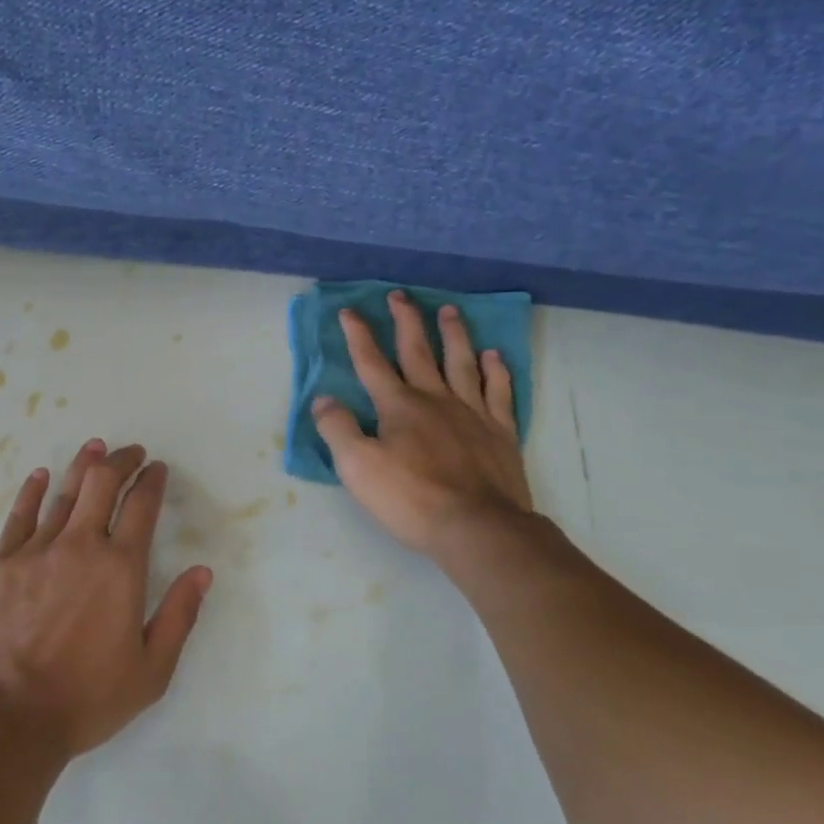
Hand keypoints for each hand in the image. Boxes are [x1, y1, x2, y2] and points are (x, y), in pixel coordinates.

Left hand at [0, 438, 213, 761]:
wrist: (6, 719)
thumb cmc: (85, 700)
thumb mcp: (151, 671)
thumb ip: (179, 616)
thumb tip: (202, 572)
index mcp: (120, 568)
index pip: (142, 506)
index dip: (152, 481)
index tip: (157, 469)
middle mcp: (81, 545)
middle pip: (102, 483)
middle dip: (121, 461)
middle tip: (130, 453)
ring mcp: (36, 550)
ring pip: (64, 492)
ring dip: (83, 465)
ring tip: (95, 448)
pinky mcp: (0, 562)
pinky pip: (20, 515)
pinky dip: (33, 490)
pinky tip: (40, 476)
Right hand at [313, 291, 533, 557]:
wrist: (478, 528)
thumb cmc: (412, 499)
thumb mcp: (358, 468)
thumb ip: (338, 429)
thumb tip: (323, 399)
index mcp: (398, 406)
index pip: (372, 362)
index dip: (358, 335)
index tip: (349, 310)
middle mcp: (435, 399)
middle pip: (418, 351)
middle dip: (406, 321)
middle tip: (400, 295)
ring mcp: (472, 413)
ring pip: (461, 362)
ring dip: (454, 334)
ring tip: (450, 310)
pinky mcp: (501, 432)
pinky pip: (499, 391)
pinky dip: (496, 370)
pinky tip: (493, 355)